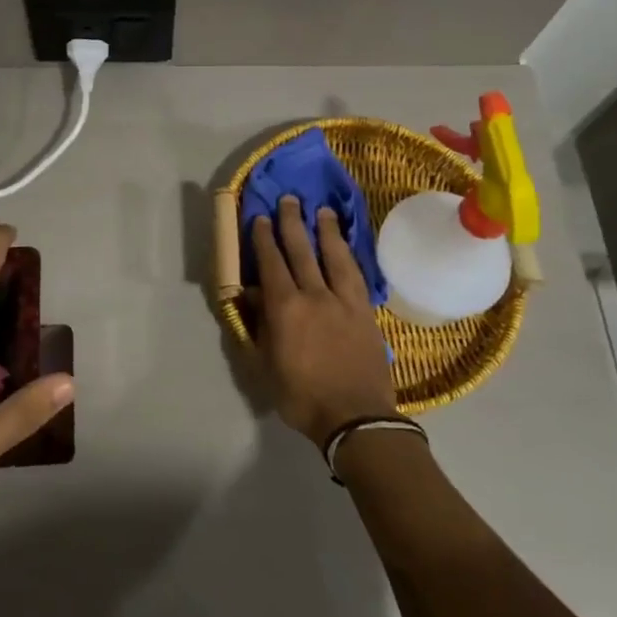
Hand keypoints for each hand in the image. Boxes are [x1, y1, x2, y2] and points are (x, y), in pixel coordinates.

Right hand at [248, 196, 397, 444]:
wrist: (355, 417)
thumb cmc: (301, 396)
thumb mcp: (265, 366)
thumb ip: (258, 326)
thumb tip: (251, 296)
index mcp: (285, 308)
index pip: (271, 263)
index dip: (263, 238)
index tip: (259, 217)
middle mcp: (314, 295)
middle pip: (301, 251)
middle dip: (292, 223)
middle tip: (288, 199)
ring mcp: (343, 301)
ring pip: (333, 256)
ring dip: (325, 231)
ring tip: (321, 211)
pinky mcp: (365, 311)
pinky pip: (356, 275)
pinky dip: (348, 256)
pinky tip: (345, 247)